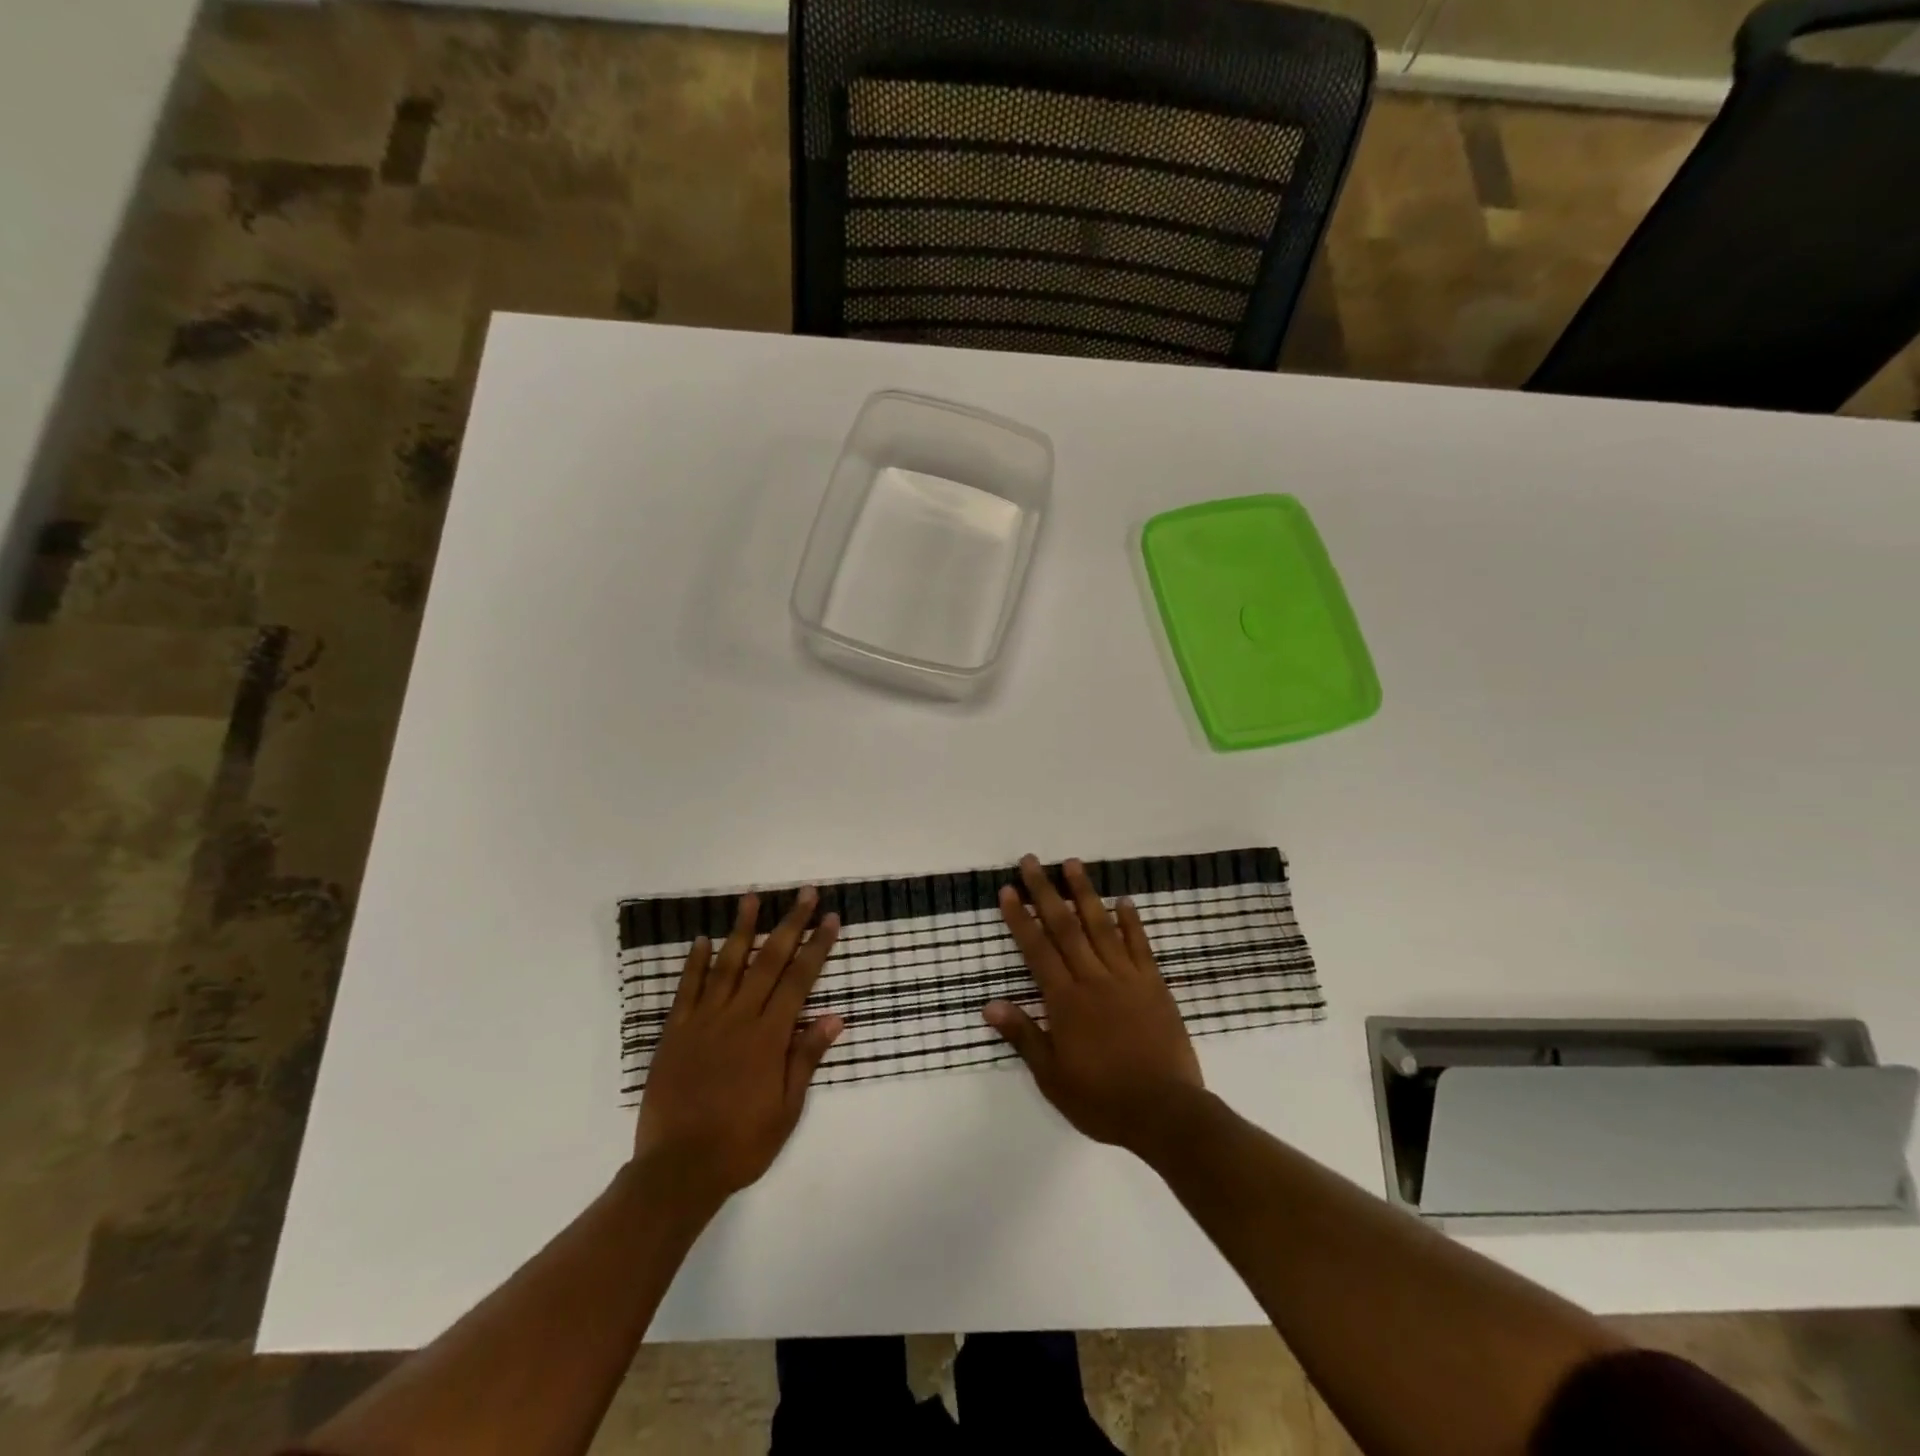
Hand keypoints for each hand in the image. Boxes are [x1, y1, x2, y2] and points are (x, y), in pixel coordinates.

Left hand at [634, 889, 843, 1211]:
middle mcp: (739, 1018)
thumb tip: (834, 1017)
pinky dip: (694, 962)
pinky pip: (686, 989)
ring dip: (742, 929)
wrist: (678, 1169)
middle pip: (768, 960)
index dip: (817, 946)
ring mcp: (704, 1021)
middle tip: (804, 893)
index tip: (830, 918)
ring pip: (726, 964)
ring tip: (752, 897)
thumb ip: (806, 1058)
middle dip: (790, 923)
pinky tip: (701, 940)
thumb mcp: (787, 1108)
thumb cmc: (742, 1143)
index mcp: (769, 1036)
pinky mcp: (675, 1032)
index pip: (799, 980)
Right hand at [985, 855, 1204, 1158]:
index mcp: (1065, 1000)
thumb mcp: (1052, 1077)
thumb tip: (990, 1004)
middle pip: (1065, 926)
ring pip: (1101, 926)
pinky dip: (1131, 922)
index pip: (1037, 949)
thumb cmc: (1102, 1099)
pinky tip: (1123, 900)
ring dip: (1085, 893)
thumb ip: (1023, 1036)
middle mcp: (1093, 979)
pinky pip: (1140, 946)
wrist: (1165, 1112)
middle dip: (1045, 891)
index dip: (1020, 918)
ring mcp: (1127, 978)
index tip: (1008, 890)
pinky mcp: (1154, 985)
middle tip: (1031, 861)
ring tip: (1073, 864)